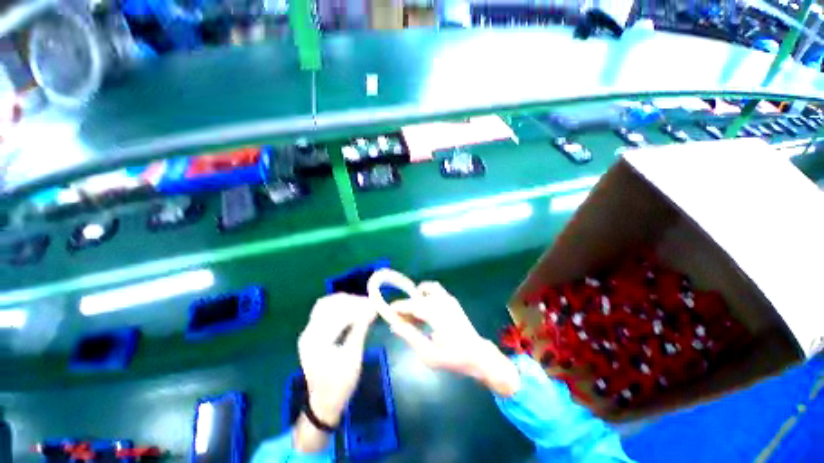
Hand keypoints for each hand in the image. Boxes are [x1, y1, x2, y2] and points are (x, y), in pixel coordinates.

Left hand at [293, 293, 377, 451]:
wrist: (323, 402)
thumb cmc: (340, 384)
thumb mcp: (354, 357)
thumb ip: (361, 329)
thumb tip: (372, 308)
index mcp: (317, 342)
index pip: (338, 314)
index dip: (357, 306)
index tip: (373, 304)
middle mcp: (308, 333)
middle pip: (329, 305)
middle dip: (351, 301)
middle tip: (368, 303)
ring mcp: (308, 332)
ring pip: (325, 305)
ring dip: (344, 301)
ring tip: (361, 303)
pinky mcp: (311, 333)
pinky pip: (323, 311)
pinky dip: (337, 306)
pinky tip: (350, 308)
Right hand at [380, 282, 520, 396]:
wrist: (477, 355)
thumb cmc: (452, 357)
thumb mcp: (427, 353)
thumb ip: (409, 336)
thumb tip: (394, 325)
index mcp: (435, 313)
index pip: (411, 304)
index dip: (398, 307)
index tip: (389, 312)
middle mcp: (442, 301)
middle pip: (418, 296)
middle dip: (407, 305)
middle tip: (401, 319)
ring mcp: (449, 299)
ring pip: (428, 288)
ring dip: (418, 297)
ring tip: (414, 313)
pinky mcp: (452, 301)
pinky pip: (435, 291)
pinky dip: (426, 297)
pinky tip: (425, 313)